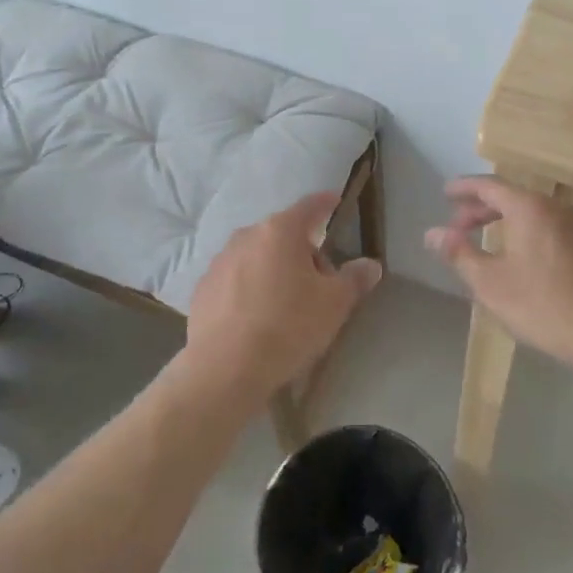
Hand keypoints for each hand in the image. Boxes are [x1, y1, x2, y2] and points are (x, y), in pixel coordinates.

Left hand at [183, 192, 381, 403]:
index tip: (335, 203)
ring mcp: (219, 261)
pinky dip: (249, 289)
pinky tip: (256, 319)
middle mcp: (246, 236)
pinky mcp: (202, 289)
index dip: (326, 204)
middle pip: (283, 234)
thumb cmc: (287, 327)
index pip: (310, 206)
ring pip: (257, 256)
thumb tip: (371, 265)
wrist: (223, 369)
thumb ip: (354, 279)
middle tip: (319, 282)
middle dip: (303, 251)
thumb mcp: (334, 305)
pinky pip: (235, 280)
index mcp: (280, 231)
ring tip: (286, 305)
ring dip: (274, 270)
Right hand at [425, 177, 572, 367]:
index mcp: (529, 208)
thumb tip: (432, 233)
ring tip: (490, 244)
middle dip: (482, 209)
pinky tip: (526, 262)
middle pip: (513, 198)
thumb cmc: (543, 305)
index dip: (464, 188)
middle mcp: (558, 208)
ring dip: (508, 224)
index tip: (445, 193)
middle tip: (459, 226)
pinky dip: (531, 236)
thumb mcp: (490, 283)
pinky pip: (554, 231)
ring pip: (535, 215)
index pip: (489, 185)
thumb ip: (459, 253)